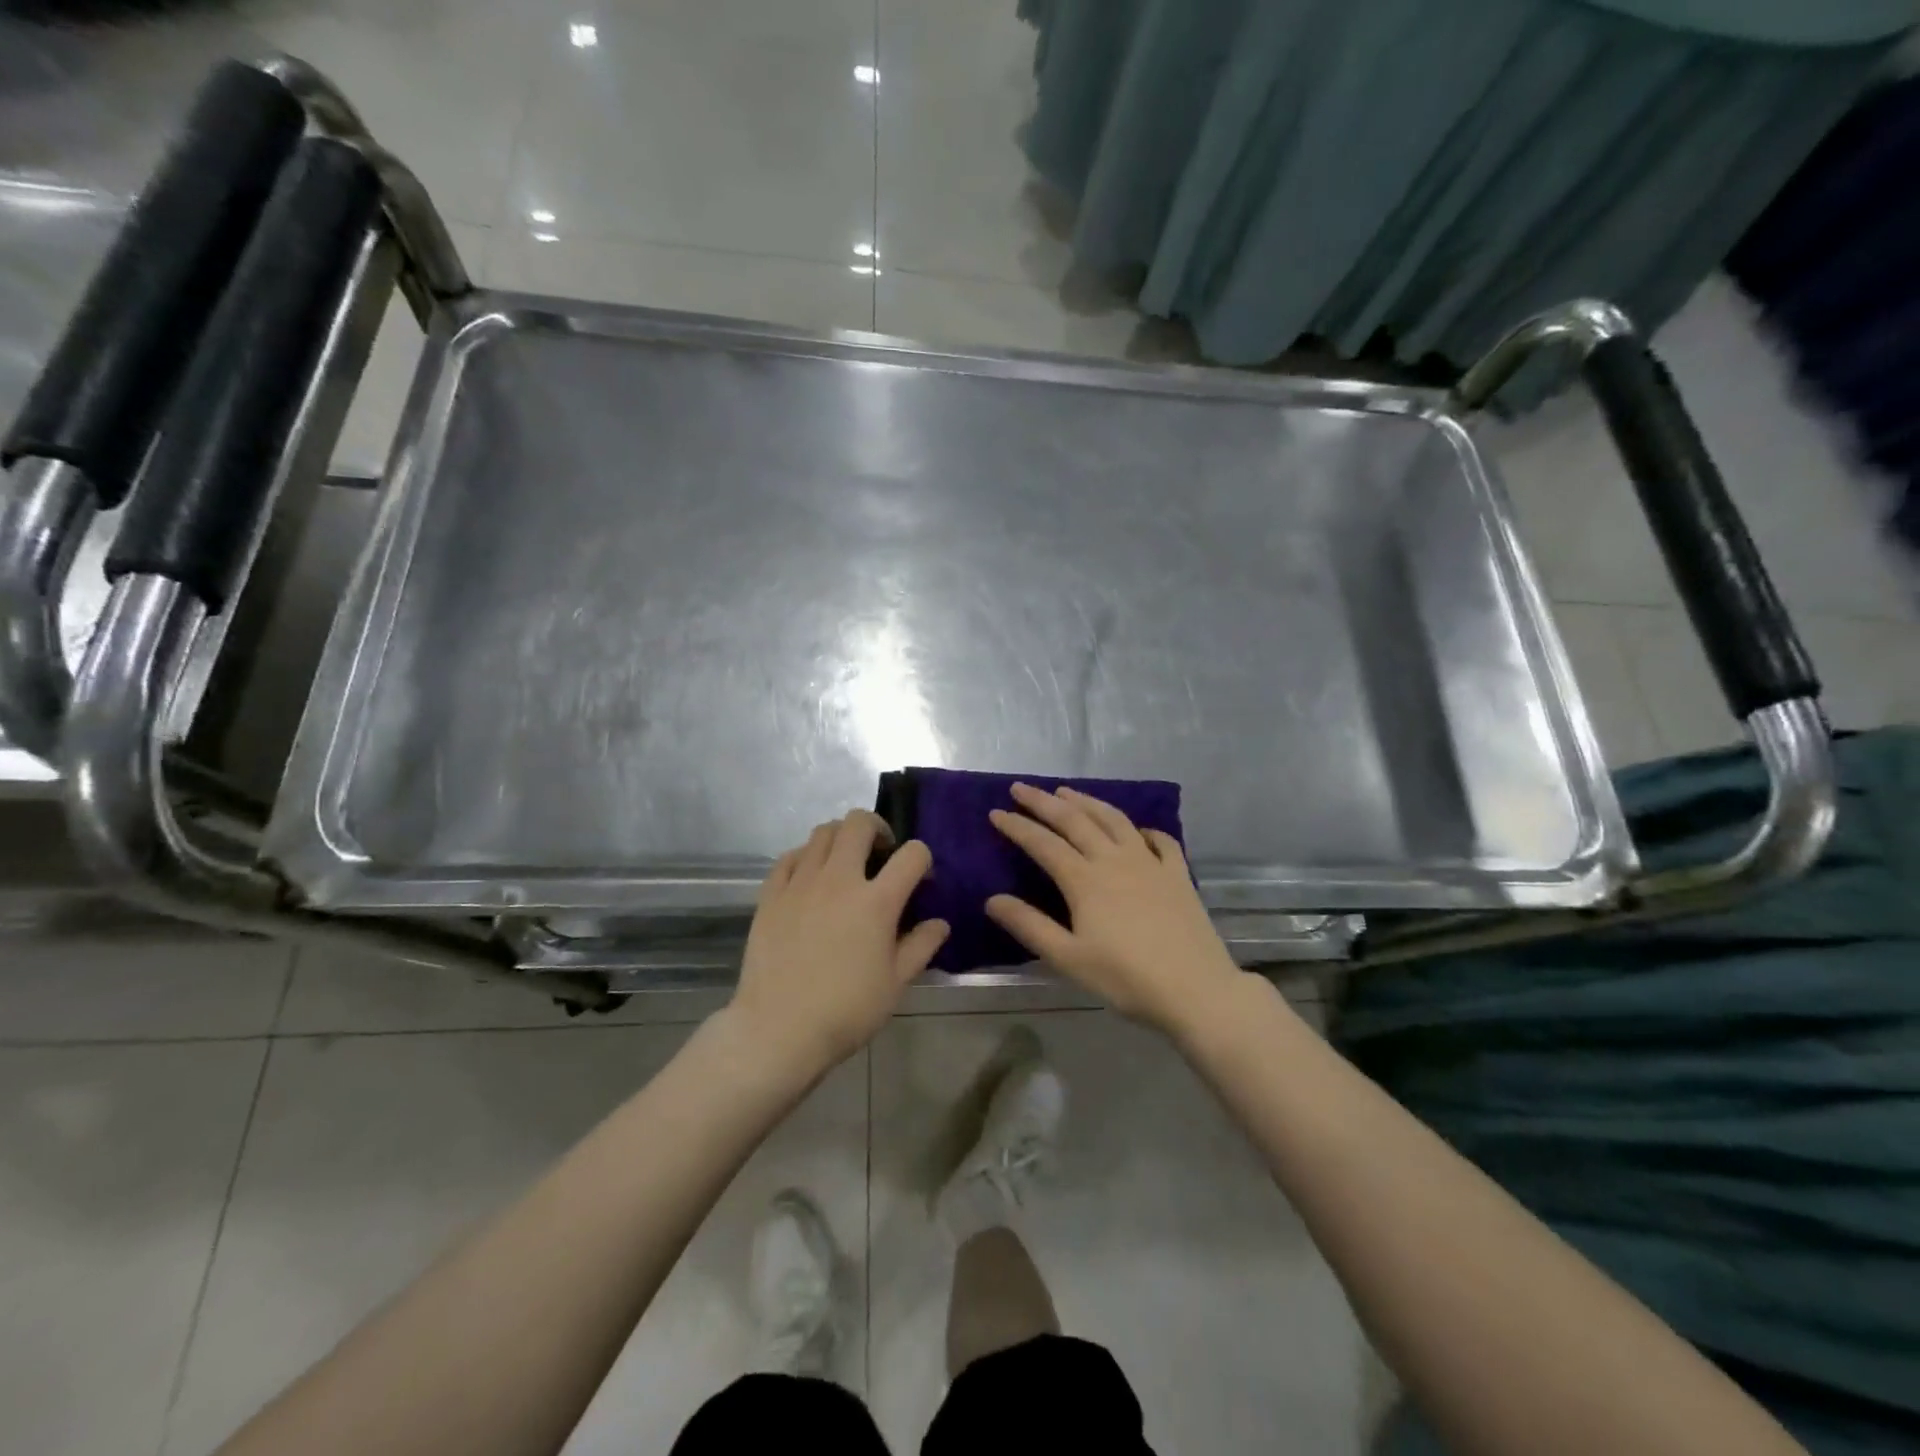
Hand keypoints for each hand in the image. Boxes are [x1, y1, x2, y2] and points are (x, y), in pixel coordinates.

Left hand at [728, 810, 949, 1078]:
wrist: (779, 1029)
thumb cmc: (846, 1011)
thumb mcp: (895, 983)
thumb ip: (921, 946)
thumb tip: (940, 923)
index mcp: (877, 901)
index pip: (912, 854)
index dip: (922, 859)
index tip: (920, 880)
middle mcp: (839, 879)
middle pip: (859, 822)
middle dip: (877, 828)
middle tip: (881, 853)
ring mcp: (801, 883)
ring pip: (822, 832)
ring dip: (841, 838)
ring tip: (846, 864)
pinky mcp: (771, 894)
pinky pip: (789, 856)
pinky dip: (806, 856)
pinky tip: (810, 877)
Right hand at [986, 783, 1241, 1034]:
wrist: (1196, 990)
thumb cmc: (1126, 979)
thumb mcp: (1068, 959)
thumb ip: (1029, 926)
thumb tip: (992, 899)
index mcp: (1085, 880)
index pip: (1043, 843)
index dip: (1018, 826)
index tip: (996, 812)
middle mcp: (1115, 860)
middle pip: (1075, 820)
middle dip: (1044, 802)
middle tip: (1021, 788)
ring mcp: (1150, 863)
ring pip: (1114, 820)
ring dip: (1087, 802)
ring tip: (1067, 792)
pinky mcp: (1178, 874)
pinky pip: (1159, 840)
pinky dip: (1142, 828)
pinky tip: (1136, 829)